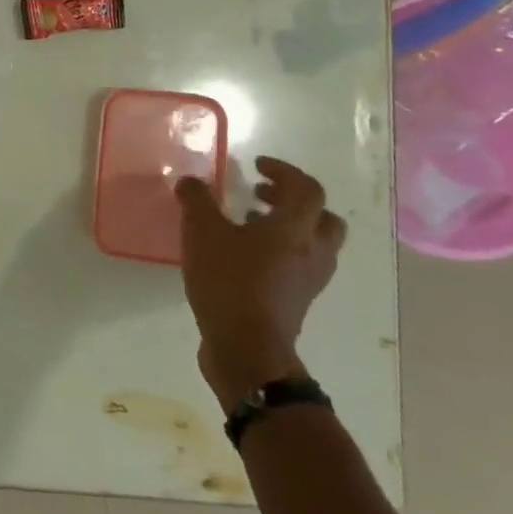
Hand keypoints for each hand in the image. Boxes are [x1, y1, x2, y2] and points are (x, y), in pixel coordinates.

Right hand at [174, 157, 345, 409]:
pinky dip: (279, 250)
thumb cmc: (229, 282)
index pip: (306, 189)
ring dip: (286, 226)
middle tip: (260, 194)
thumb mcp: (202, 234)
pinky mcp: (298, 299)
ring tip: (247, 224)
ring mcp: (309, 278)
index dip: (284, 171)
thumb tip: (192, 182)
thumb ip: (197, 202)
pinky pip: (299, 263)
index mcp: (295, 228)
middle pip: (321, 217)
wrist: (247, 347)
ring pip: (313, 242)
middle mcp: (313, 251)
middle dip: (292, 200)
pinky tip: (244, 255)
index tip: (257, 165)